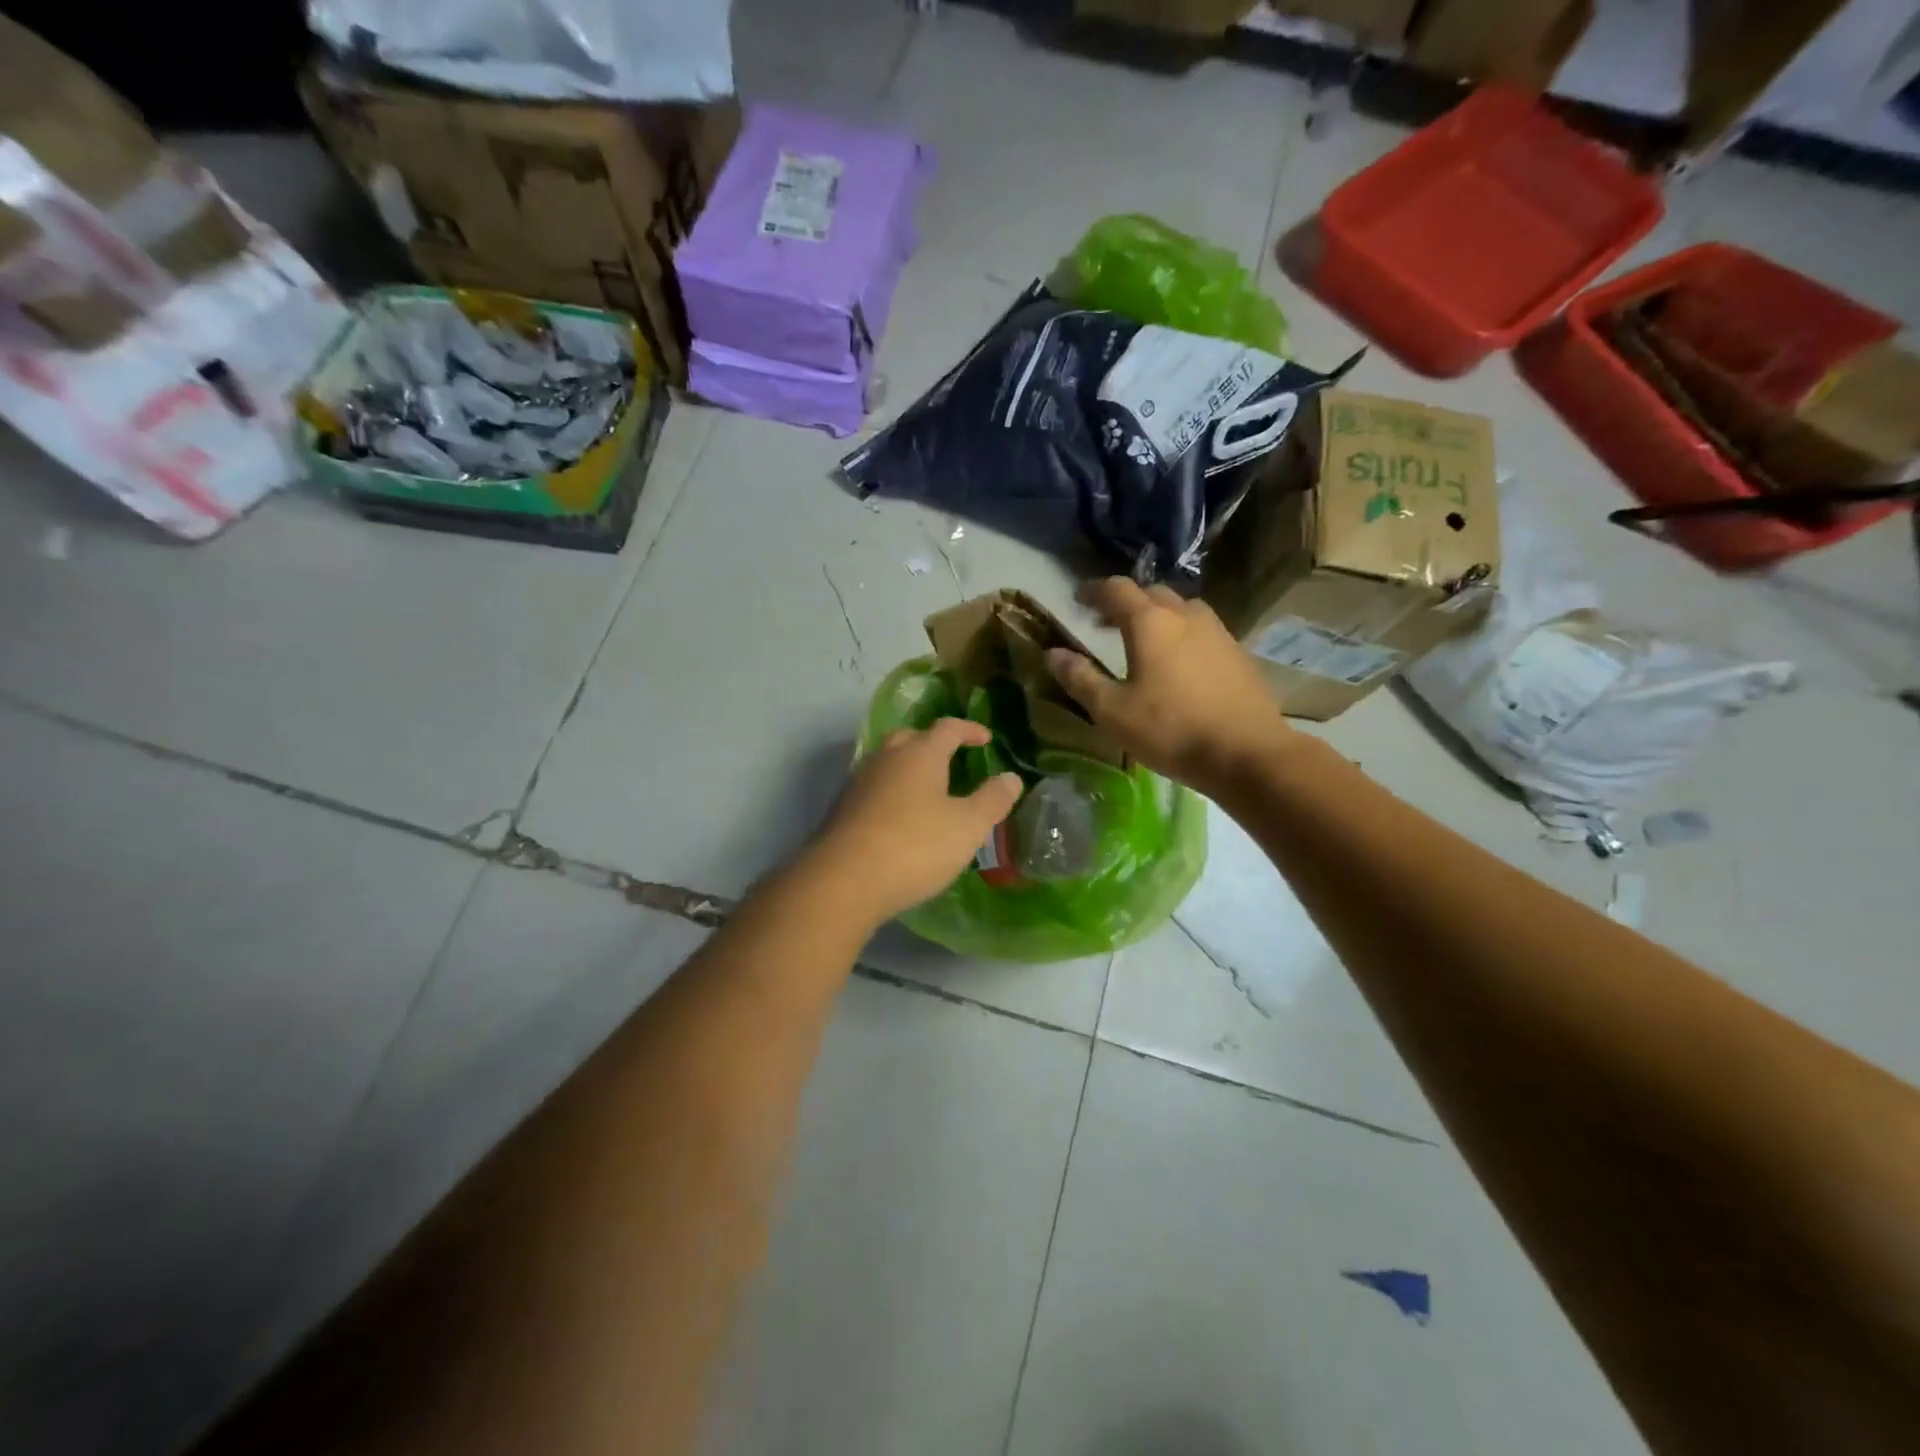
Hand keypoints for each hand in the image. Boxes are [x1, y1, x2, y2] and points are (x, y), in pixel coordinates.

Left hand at [809, 718, 1023, 924]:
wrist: (843, 881)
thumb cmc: (915, 846)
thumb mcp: (968, 826)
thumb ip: (992, 799)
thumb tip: (1011, 777)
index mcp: (920, 754)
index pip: (948, 727)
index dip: (970, 730)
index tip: (986, 739)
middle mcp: (886, 758)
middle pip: (911, 738)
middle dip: (933, 744)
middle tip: (952, 759)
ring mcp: (859, 782)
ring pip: (888, 763)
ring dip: (909, 768)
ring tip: (928, 790)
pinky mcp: (842, 809)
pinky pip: (874, 788)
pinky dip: (892, 793)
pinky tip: (899, 818)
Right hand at [1046, 577, 1295, 799]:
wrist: (1247, 753)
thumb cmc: (1170, 730)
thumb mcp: (1112, 711)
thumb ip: (1080, 678)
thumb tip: (1053, 653)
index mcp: (1150, 622)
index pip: (1116, 589)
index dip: (1093, 590)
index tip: (1077, 599)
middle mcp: (1185, 615)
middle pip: (1151, 593)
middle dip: (1124, 602)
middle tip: (1105, 622)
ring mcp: (1217, 631)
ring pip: (1180, 609)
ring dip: (1156, 615)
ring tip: (1143, 640)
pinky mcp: (1237, 652)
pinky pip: (1201, 630)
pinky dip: (1180, 633)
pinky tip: (1177, 662)